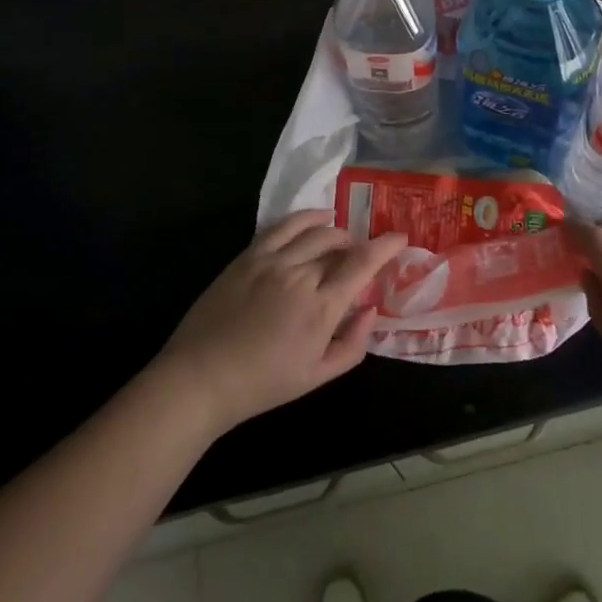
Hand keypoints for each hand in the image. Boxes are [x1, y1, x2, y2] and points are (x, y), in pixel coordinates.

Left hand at [152, 211, 408, 435]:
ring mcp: (271, 261)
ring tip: (340, 239)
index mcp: (321, 307)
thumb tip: (371, 310)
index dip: (385, 246)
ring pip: (314, 231)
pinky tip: (316, 218)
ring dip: (335, 231)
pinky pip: (282, 226)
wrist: (200, 378)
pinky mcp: (248, 256)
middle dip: (358, 245)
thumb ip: (353, 344)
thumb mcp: (318, 376)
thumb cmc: (263, 384)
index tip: (400, 238)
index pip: (362, 263)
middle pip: (339, 244)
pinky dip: (305, 218)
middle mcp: (300, 275)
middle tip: (360, 257)